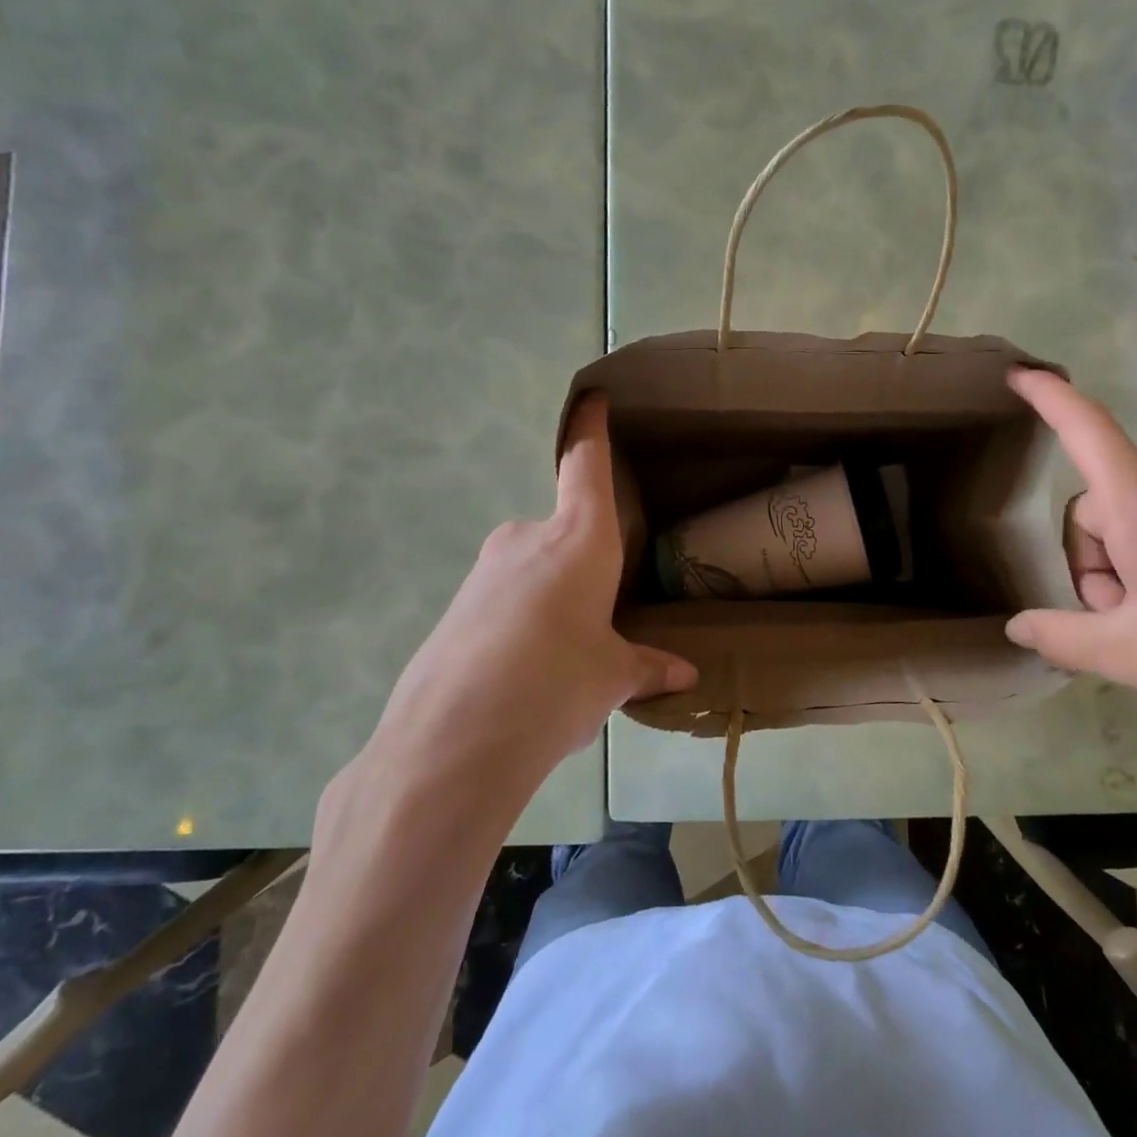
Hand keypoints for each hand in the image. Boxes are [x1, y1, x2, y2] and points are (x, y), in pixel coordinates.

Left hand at [367, 393, 696, 786]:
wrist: (452, 739)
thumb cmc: (557, 683)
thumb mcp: (611, 677)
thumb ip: (646, 667)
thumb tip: (684, 675)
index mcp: (579, 538)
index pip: (585, 463)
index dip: (591, 427)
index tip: (593, 397)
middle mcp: (528, 538)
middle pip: (562, 528)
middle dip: (583, 560)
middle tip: (602, 608)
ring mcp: (484, 570)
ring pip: (532, 569)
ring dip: (552, 597)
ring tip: (565, 657)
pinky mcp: (455, 606)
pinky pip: (503, 600)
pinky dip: (521, 622)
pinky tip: (526, 673)